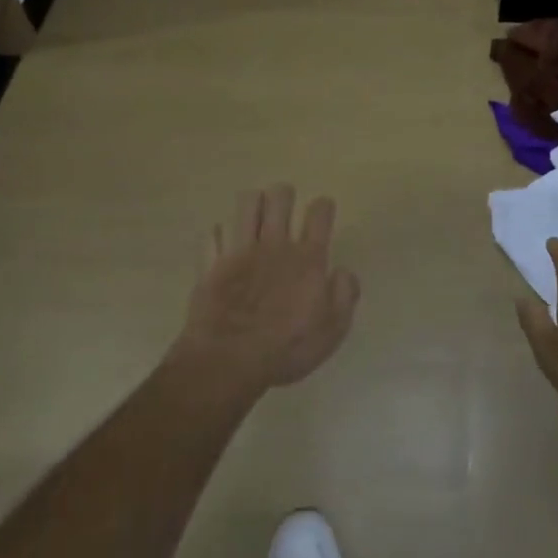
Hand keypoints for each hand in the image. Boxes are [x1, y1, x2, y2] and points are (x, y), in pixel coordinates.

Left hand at [175, 185, 359, 395]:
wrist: (228, 361)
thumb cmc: (287, 348)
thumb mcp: (333, 330)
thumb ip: (345, 295)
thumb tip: (343, 272)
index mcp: (308, 258)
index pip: (319, 212)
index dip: (323, 207)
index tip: (322, 215)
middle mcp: (275, 245)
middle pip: (280, 196)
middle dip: (284, 196)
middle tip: (284, 213)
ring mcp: (241, 251)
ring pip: (247, 203)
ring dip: (254, 206)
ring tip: (256, 220)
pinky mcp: (213, 263)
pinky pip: (214, 233)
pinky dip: (221, 236)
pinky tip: (226, 245)